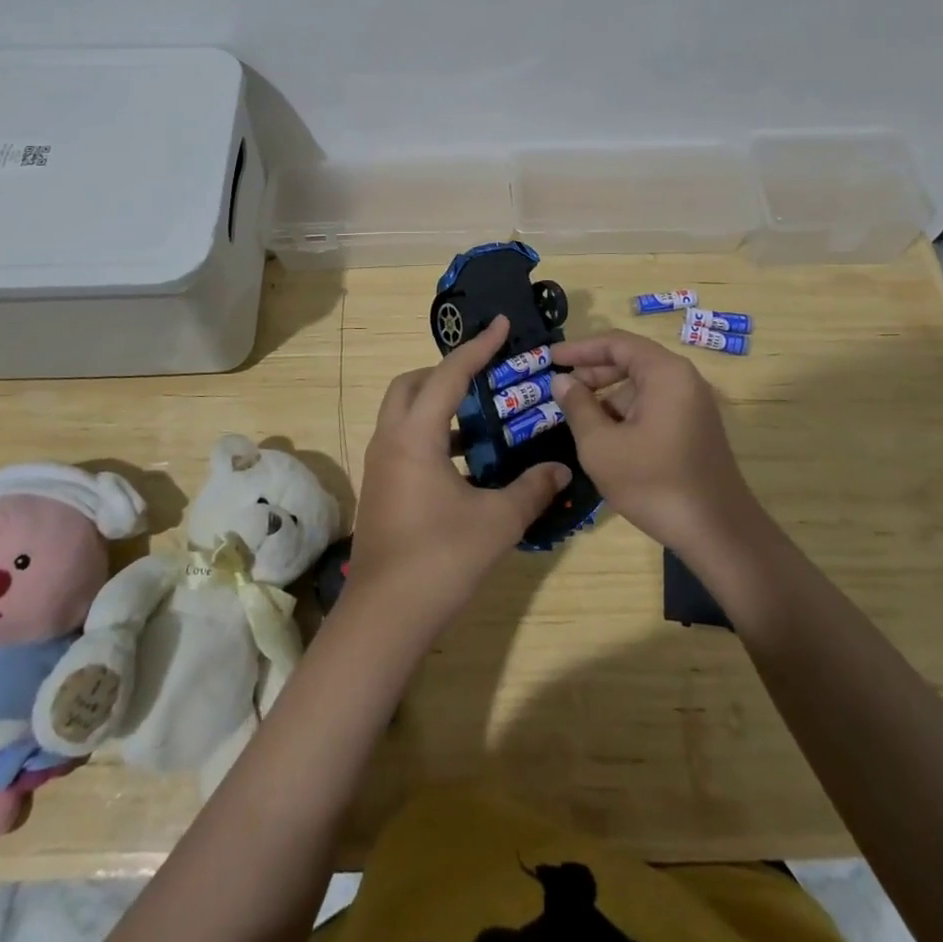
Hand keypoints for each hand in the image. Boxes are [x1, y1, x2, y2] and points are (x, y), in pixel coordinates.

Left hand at [347, 316, 570, 627]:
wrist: (385, 617)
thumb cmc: (441, 559)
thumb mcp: (497, 521)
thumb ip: (532, 489)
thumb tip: (561, 469)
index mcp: (416, 435)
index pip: (449, 374)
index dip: (478, 347)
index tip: (501, 324)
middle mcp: (391, 440)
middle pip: (412, 384)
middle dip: (447, 372)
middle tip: (485, 378)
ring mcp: (380, 464)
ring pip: (404, 413)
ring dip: (437, 404)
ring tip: (481, 419)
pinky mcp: (380, 486)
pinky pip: (404, 439)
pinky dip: (431, 434)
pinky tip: (464, 461)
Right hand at [550, 330, 762, 557]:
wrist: (717, 533)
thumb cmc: (653, 482)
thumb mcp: (601, 445)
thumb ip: (578, 406)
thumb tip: (562, 381)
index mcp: (665, 373)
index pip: (616, 343)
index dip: (580, 348)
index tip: (551, 359)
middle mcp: (684, 380)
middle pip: (631, 361)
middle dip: (593, 372)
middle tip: (561, 387)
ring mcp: (693, 405)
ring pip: (642, 386)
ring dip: (608, 396)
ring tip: (577, 416)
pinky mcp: (695, 429)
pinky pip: (654, 405)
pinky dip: (627, 412)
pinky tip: (606, 436)